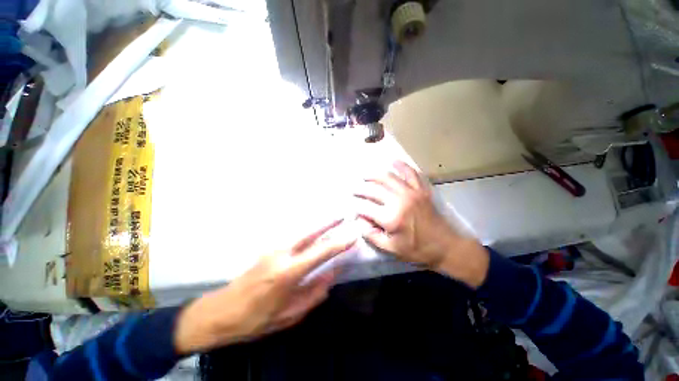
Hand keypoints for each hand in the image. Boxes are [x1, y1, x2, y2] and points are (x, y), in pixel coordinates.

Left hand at [174, 220, 355, 354]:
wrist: (222, 311)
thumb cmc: (257, 318)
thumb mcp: (290, 314)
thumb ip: (314, 292)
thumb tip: (332, 274)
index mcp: (288, 273)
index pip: (320, 253)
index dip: (338, 244)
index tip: (352, 237)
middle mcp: (281, 254)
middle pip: (310, 233)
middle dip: (328, 223)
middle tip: (342, 216)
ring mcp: (273, 249)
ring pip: (302, 233)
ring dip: (319, 227)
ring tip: (332, 222)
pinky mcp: (268, 249)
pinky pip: (294, 238)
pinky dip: (308, 233)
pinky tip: (314, 234)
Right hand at [353, 161, 488, 287]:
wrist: (445, 246)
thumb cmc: (416, 249)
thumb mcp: (390, 248)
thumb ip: (372, 235)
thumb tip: (359, 221)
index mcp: (391, 218)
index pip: (366, 208)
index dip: (356, 206)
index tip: (352, 206)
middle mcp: (399, 201)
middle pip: (374, 189)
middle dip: (361, 188)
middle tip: (354, 189)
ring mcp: (411, 193)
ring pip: (388, 177)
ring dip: (374, 174)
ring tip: (365, 175)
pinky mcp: (421, 190)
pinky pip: (411, 173)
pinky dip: (401, 166)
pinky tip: (393, 161)